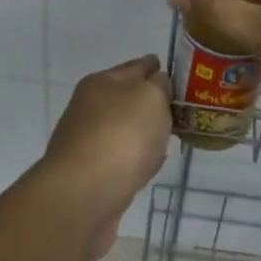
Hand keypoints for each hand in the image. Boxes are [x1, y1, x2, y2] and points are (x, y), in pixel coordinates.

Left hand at [42, 55, 172, 260]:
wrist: (84, 195)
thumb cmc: (121, 136)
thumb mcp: (150, 97)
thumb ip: (159, 86)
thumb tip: (157, 84)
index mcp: (101, 83)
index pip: (135, 67)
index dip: (153, 65)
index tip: (171, 68)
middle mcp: (89, 109)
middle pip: (125, 98)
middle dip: (148, 100)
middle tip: (176, 106)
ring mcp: (87, 143)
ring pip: (123, 129)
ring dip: (142, 132)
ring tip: (167, 135)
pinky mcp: (91, 175)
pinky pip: (122, 158)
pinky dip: (136, 158)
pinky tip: (150, 164)